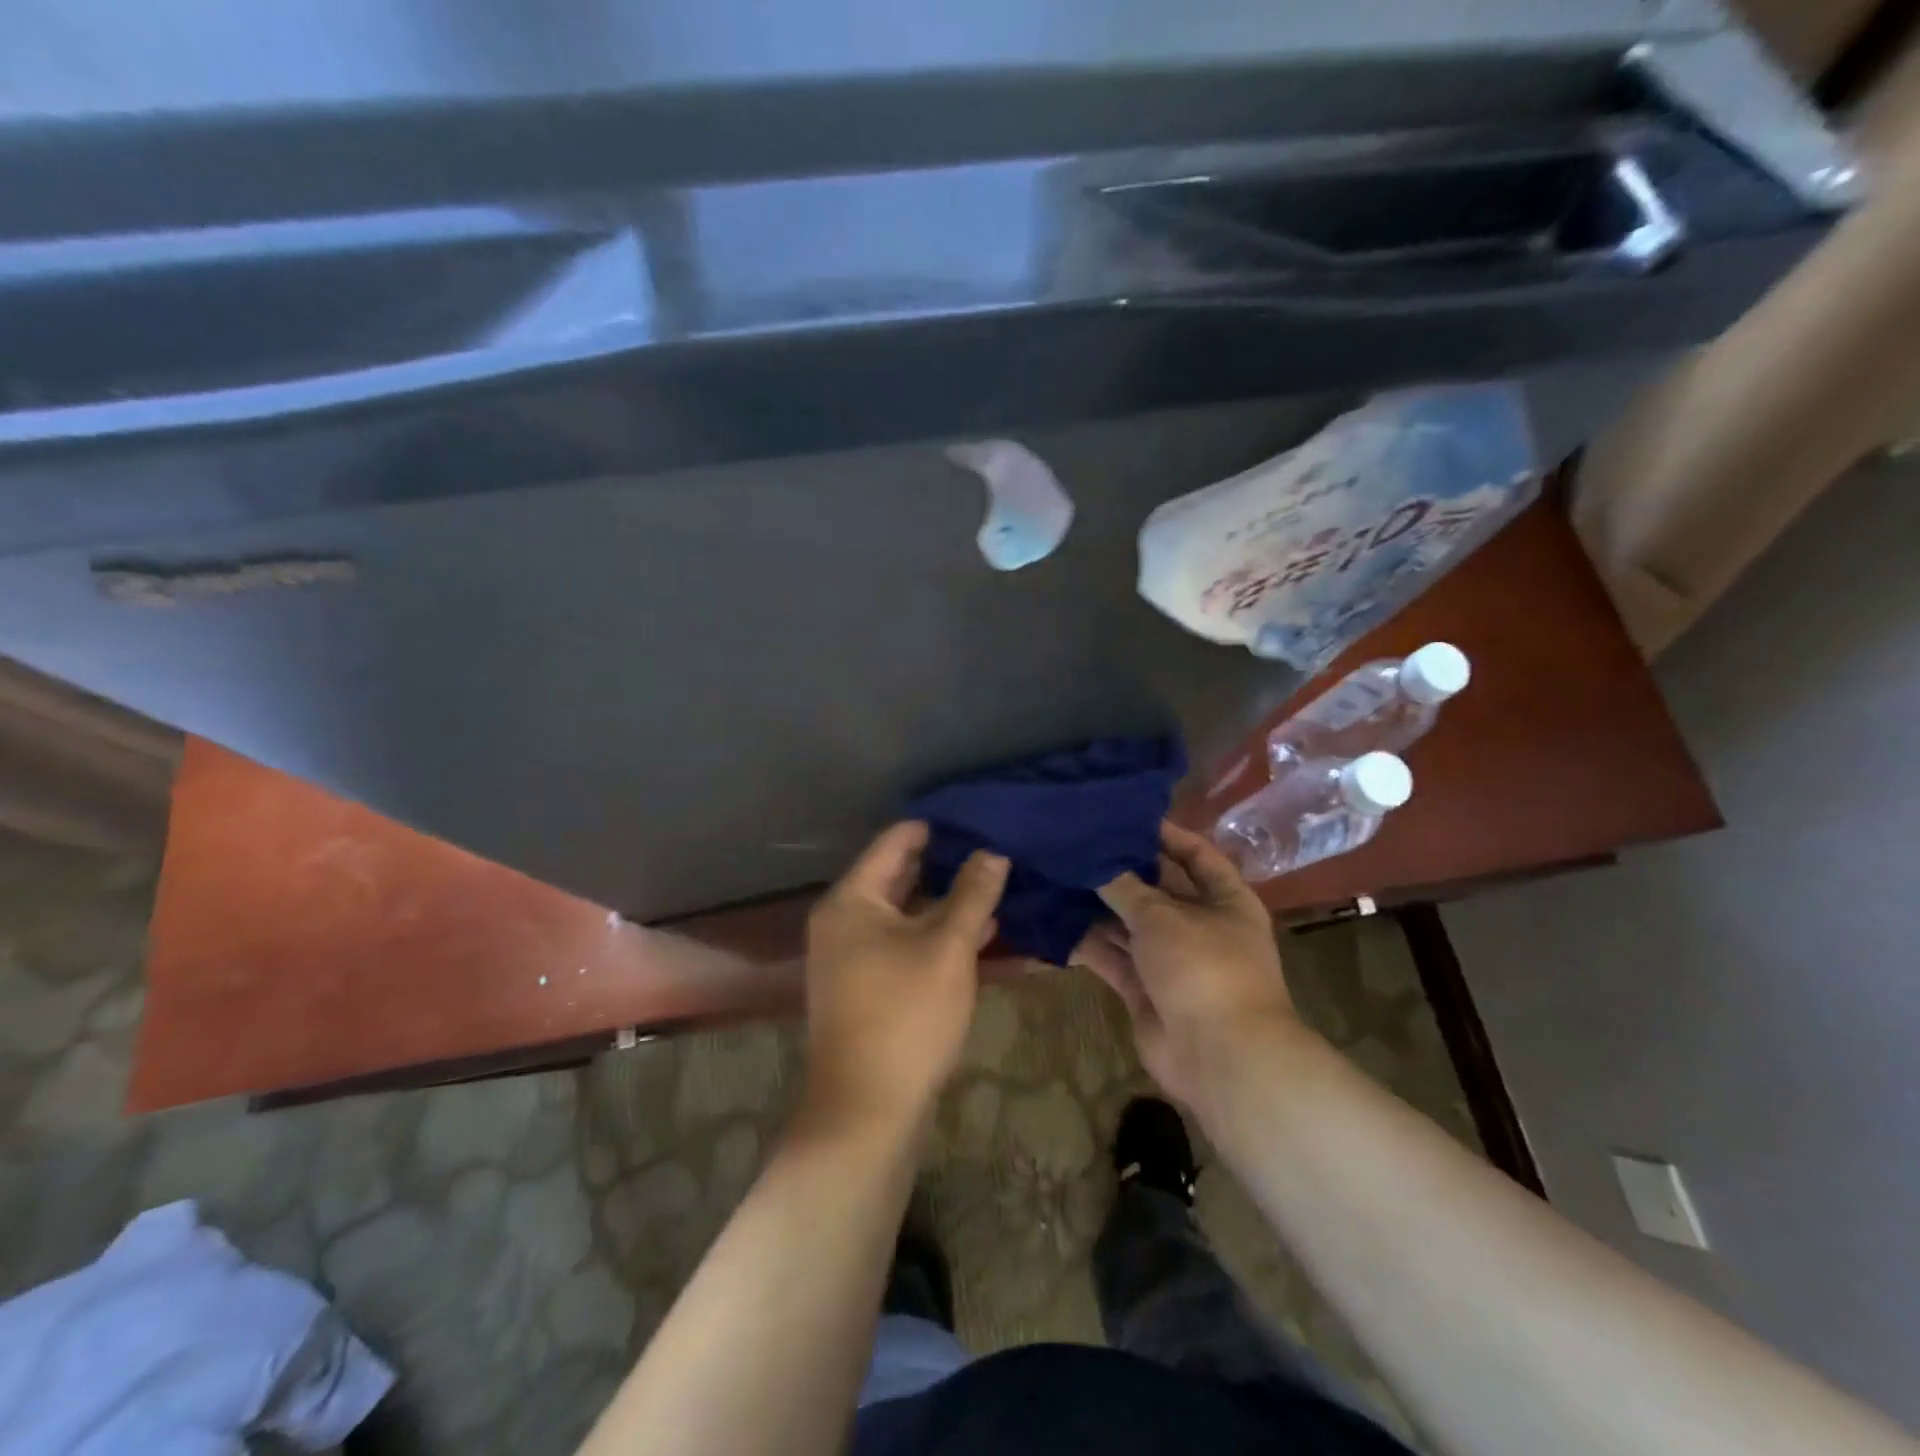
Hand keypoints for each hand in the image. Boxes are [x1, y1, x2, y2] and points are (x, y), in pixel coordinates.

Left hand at [802, 822, 1008, 1137]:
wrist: (867, 1110)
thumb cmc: (906, 1016)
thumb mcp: (948, 948)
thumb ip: (971, 894)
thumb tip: (993, 851)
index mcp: (852, 899)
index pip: (896, 841)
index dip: (937, 827)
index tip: (980, 818)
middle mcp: (844, 919)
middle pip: (899, 874)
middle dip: (947, 864)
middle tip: (995, 849)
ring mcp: (852, 954)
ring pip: (906, 911)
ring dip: (947, 901)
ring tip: (996, 884)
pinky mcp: (866, 984)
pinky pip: (904, 941)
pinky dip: (936, 933)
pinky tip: (979, 931)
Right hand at [1075, 821, 1299, 1117]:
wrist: (1219, 1057)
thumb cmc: (1202, 967)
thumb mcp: (1162, 916)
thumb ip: (1125, 887)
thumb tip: (1095, 860)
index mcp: (1225, 900)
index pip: (1196, 854)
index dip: (1165, 835)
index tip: (1124, 818)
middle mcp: (1201, 926)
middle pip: (1157, 889)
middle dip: (1121, 872)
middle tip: (1077, 845)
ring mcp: (1172, 960)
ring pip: (1130, 925)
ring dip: (1098, 908)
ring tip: (1057, 877)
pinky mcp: (1145, 989)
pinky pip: (1114, 958)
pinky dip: (1089, 944)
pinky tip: (1054, 923)